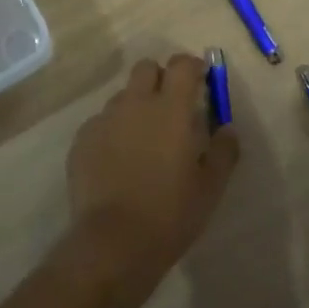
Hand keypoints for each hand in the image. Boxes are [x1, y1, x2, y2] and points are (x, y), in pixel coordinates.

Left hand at [64, 54, 240, 304]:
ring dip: (136, 107)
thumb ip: (223, 150)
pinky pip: (101, 123)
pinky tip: (118, 162)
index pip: (182, 65)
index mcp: (171, 108)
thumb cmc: (171, 212)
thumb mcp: (211, 185)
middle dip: (160, 78)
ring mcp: (104, 120)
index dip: (193, 67)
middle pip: (146, 68)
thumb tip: (227, 128)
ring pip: (122, 97)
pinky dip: (114, 132)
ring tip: (143, 141)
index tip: (201, 82)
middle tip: (171, 108)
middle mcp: (135, 104)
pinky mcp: (81, 140)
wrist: (113, 242)